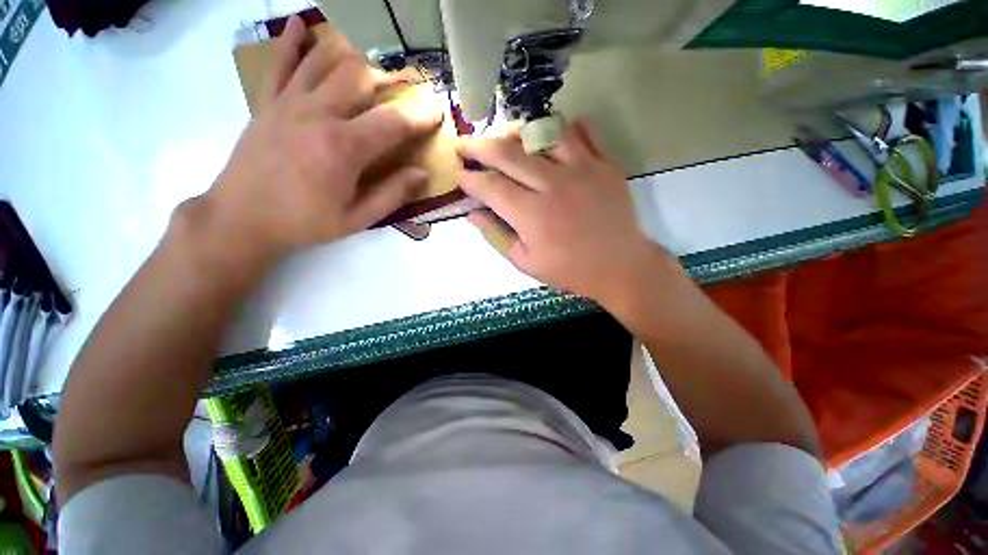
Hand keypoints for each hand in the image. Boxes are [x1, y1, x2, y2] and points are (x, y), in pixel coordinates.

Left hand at [203, 16, 441, 261]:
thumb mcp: (357, 219)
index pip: (392, 122)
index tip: (436, 113)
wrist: (241, 218)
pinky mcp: (267, 103)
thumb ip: (392, 194)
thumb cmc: (305, 222)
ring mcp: (289, 103)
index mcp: (344, 147)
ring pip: (324, 61)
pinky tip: (301, 25)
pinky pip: (280, 63)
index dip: (419, 117)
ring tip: (370, 57)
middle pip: (359, 77)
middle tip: (403, 88)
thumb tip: (422, 174)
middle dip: (387, 79)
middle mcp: (318, 114)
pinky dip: (292, 42)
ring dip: (351, 55)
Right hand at [459, 120, 680, 305]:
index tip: (458, 174)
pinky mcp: (605, 164)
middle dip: (479, 147)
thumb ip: (497, 236)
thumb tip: (473, 214)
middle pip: (508, 153)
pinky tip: (553, 134)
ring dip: (517, 133)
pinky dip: (566, 128)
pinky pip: (583, 133)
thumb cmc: (570, 270)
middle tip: (465, 146)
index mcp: (531, 214)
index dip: (469, 179)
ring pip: (542, 134)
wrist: (620, 266)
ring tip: (505, 139)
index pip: (490, 187)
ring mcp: (582, 169)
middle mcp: (552, 184)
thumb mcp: (526, 262)